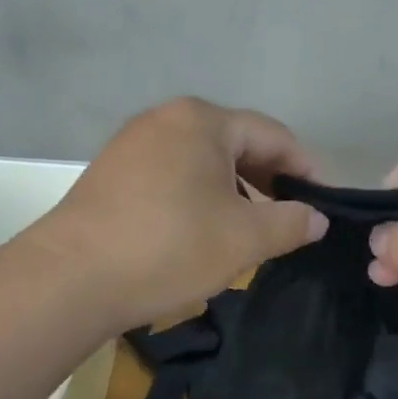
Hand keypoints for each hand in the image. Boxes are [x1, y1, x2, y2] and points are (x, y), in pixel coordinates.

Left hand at [36, 98, 328, 331]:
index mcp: (202, 121)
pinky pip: (171, 177)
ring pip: (200, 163)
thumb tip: (317, 218)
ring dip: (233, 192)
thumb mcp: (245, 238)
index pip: (272, 135)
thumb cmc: (170, 248)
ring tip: (248, 229)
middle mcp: (164, 119)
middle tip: (290, 217)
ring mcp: (131, 145)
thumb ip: (291, 223)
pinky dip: (197, 198)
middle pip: (234, 144)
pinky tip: (201, 232)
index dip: (306, 168)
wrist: (72, 279)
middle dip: (268, 180)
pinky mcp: (110, 175)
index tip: (325, 201)